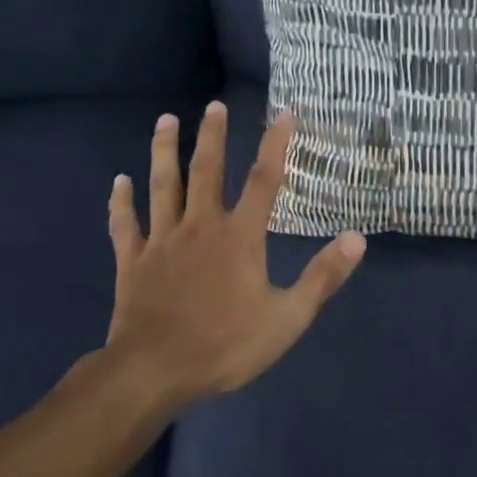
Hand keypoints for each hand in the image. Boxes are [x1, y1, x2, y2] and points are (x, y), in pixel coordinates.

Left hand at [101, 101, 365, 406]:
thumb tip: (357, 237)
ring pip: (163, 186)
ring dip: (164, 151)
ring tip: (165, 119)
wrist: (153, 372)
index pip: (263, 180)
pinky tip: (119, 182)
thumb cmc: (225, 345)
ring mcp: (162, 241)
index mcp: (239, 237)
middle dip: (211, 136)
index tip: (285, 113)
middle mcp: (200, 226)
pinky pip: (125, 224)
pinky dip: (121, 202)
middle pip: (206, 171)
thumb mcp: (287, 318)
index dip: (276, 145)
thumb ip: (322, 276)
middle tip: (214, 104)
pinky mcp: (133, 261)